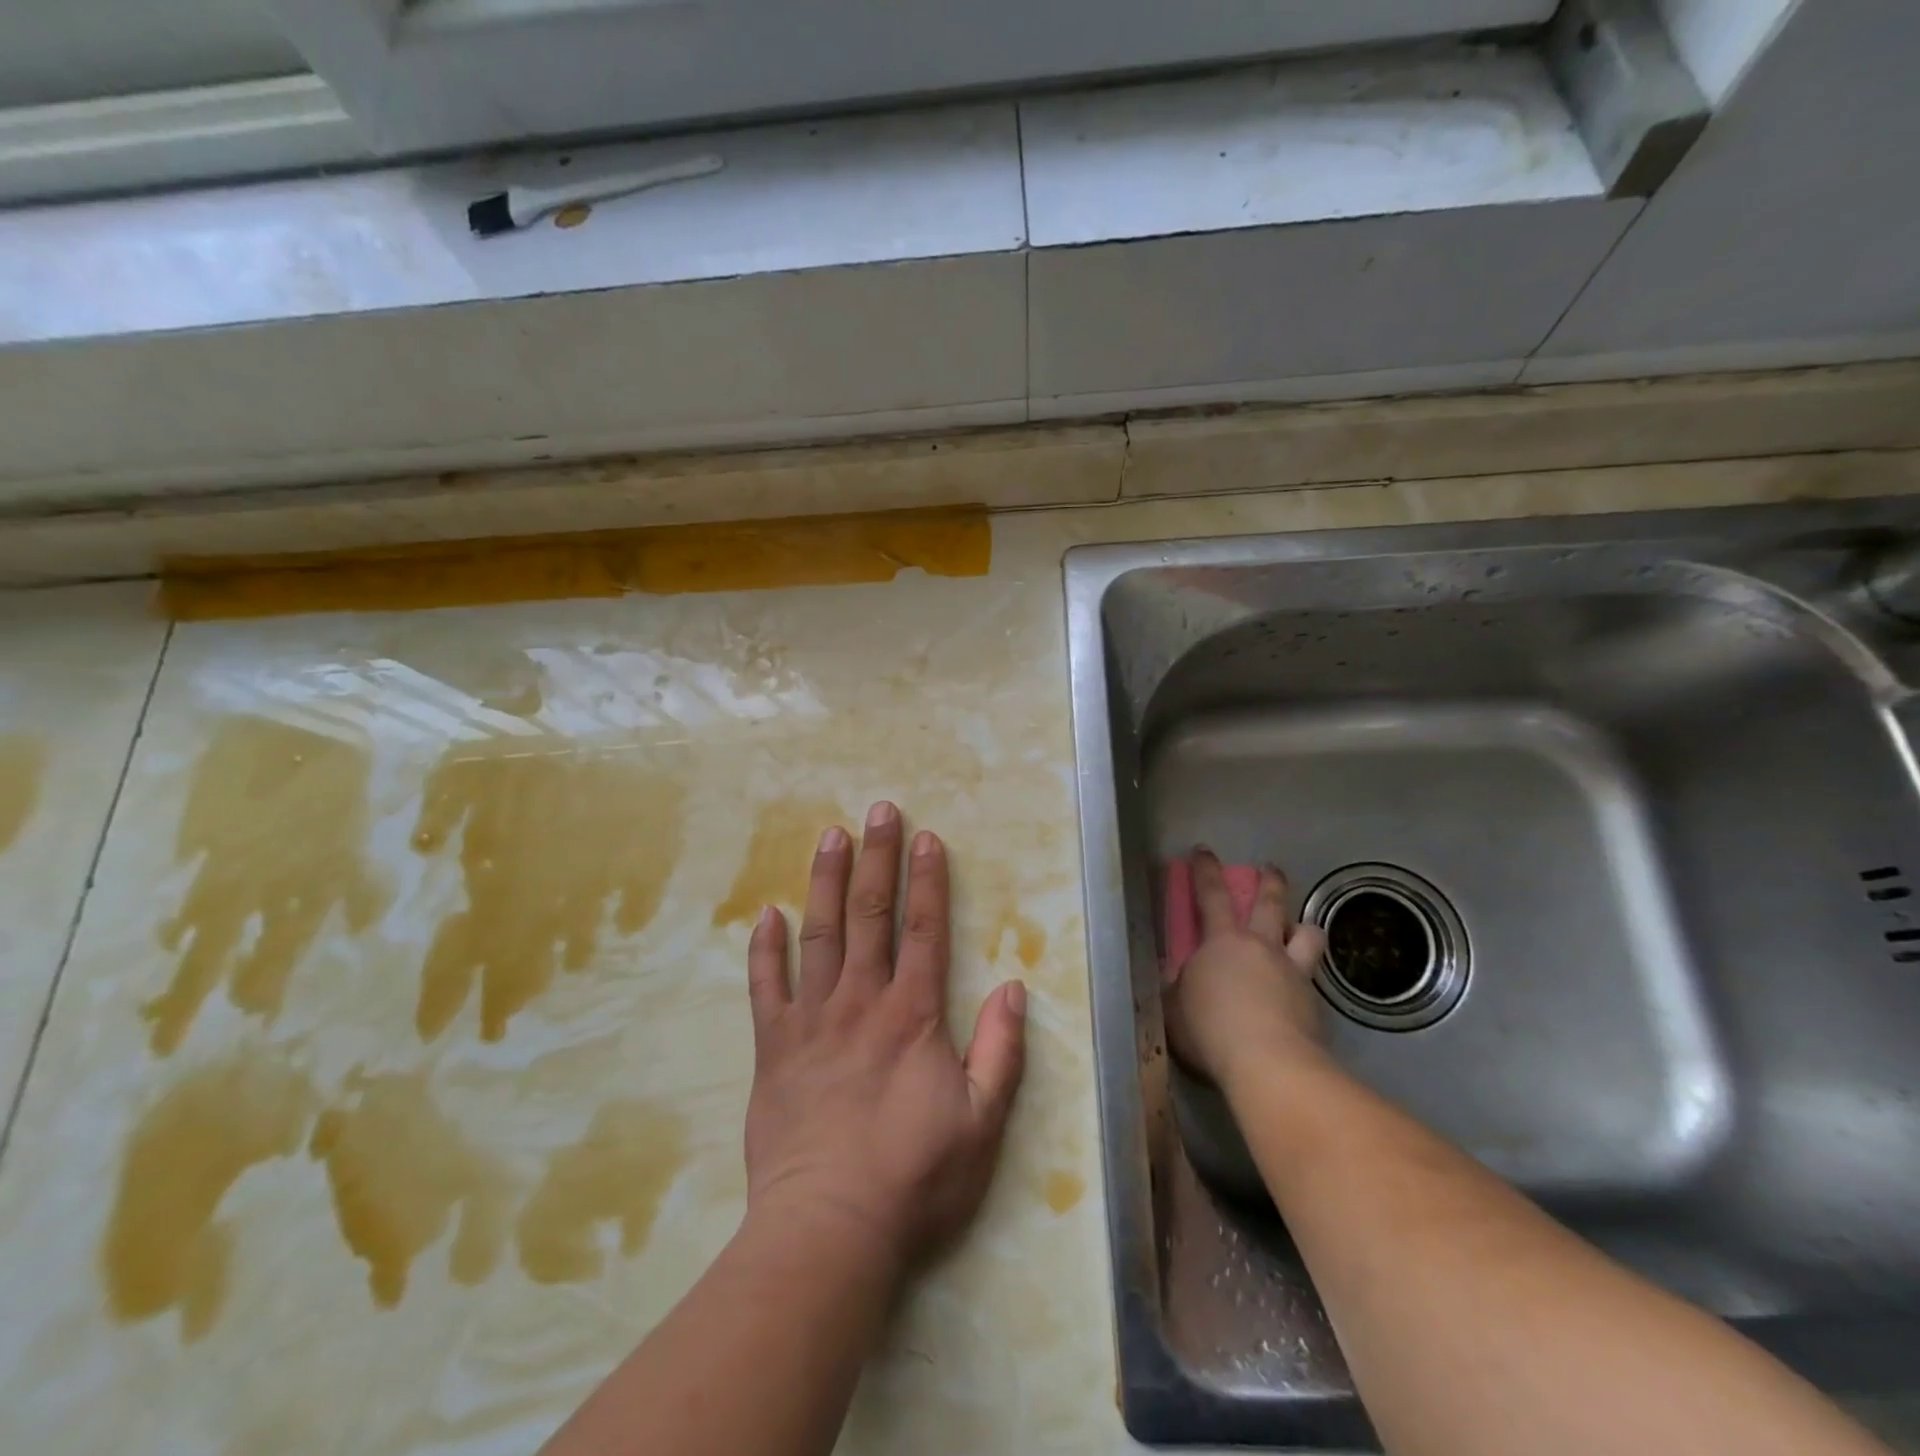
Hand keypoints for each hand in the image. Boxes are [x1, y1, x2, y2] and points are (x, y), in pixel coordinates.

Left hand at [742, 801, 1028, 1274]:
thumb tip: (1014, 988)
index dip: (928, 881)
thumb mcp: (982, 1122)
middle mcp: (861, 1002)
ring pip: (819, 935)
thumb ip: (1000, 1051)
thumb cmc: (913, 1177)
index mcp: (912, 1015)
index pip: (924, 930)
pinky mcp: (774, 1047)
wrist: (828, 1229)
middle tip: (878, 811)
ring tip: (830, 836)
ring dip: (826, 882)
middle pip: (871, 916)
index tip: (926, 837)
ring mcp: (812, 1020)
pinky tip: (767, 913)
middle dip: (878, 859)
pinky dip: (765, 949)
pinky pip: (766, 987)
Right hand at [1166, 849, 1328, 1091]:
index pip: (1211, 894)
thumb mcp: (1174, 1008)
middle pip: (1271, 903)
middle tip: (1271, 868)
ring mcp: (1294, 974)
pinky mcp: (1315, 1005)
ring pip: (1308, 936)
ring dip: (1303, 927)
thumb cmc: (1209, 1029)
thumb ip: (1176, 989)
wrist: (1268, 1065)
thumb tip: (1175, 982)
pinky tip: (1299, 995)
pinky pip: (1312, 981)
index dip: (1206, 870)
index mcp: (1222, 942)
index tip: (1204, 851)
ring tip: (1300, 929)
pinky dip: (1305, 980)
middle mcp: (1262, 947)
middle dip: (1270, 882)